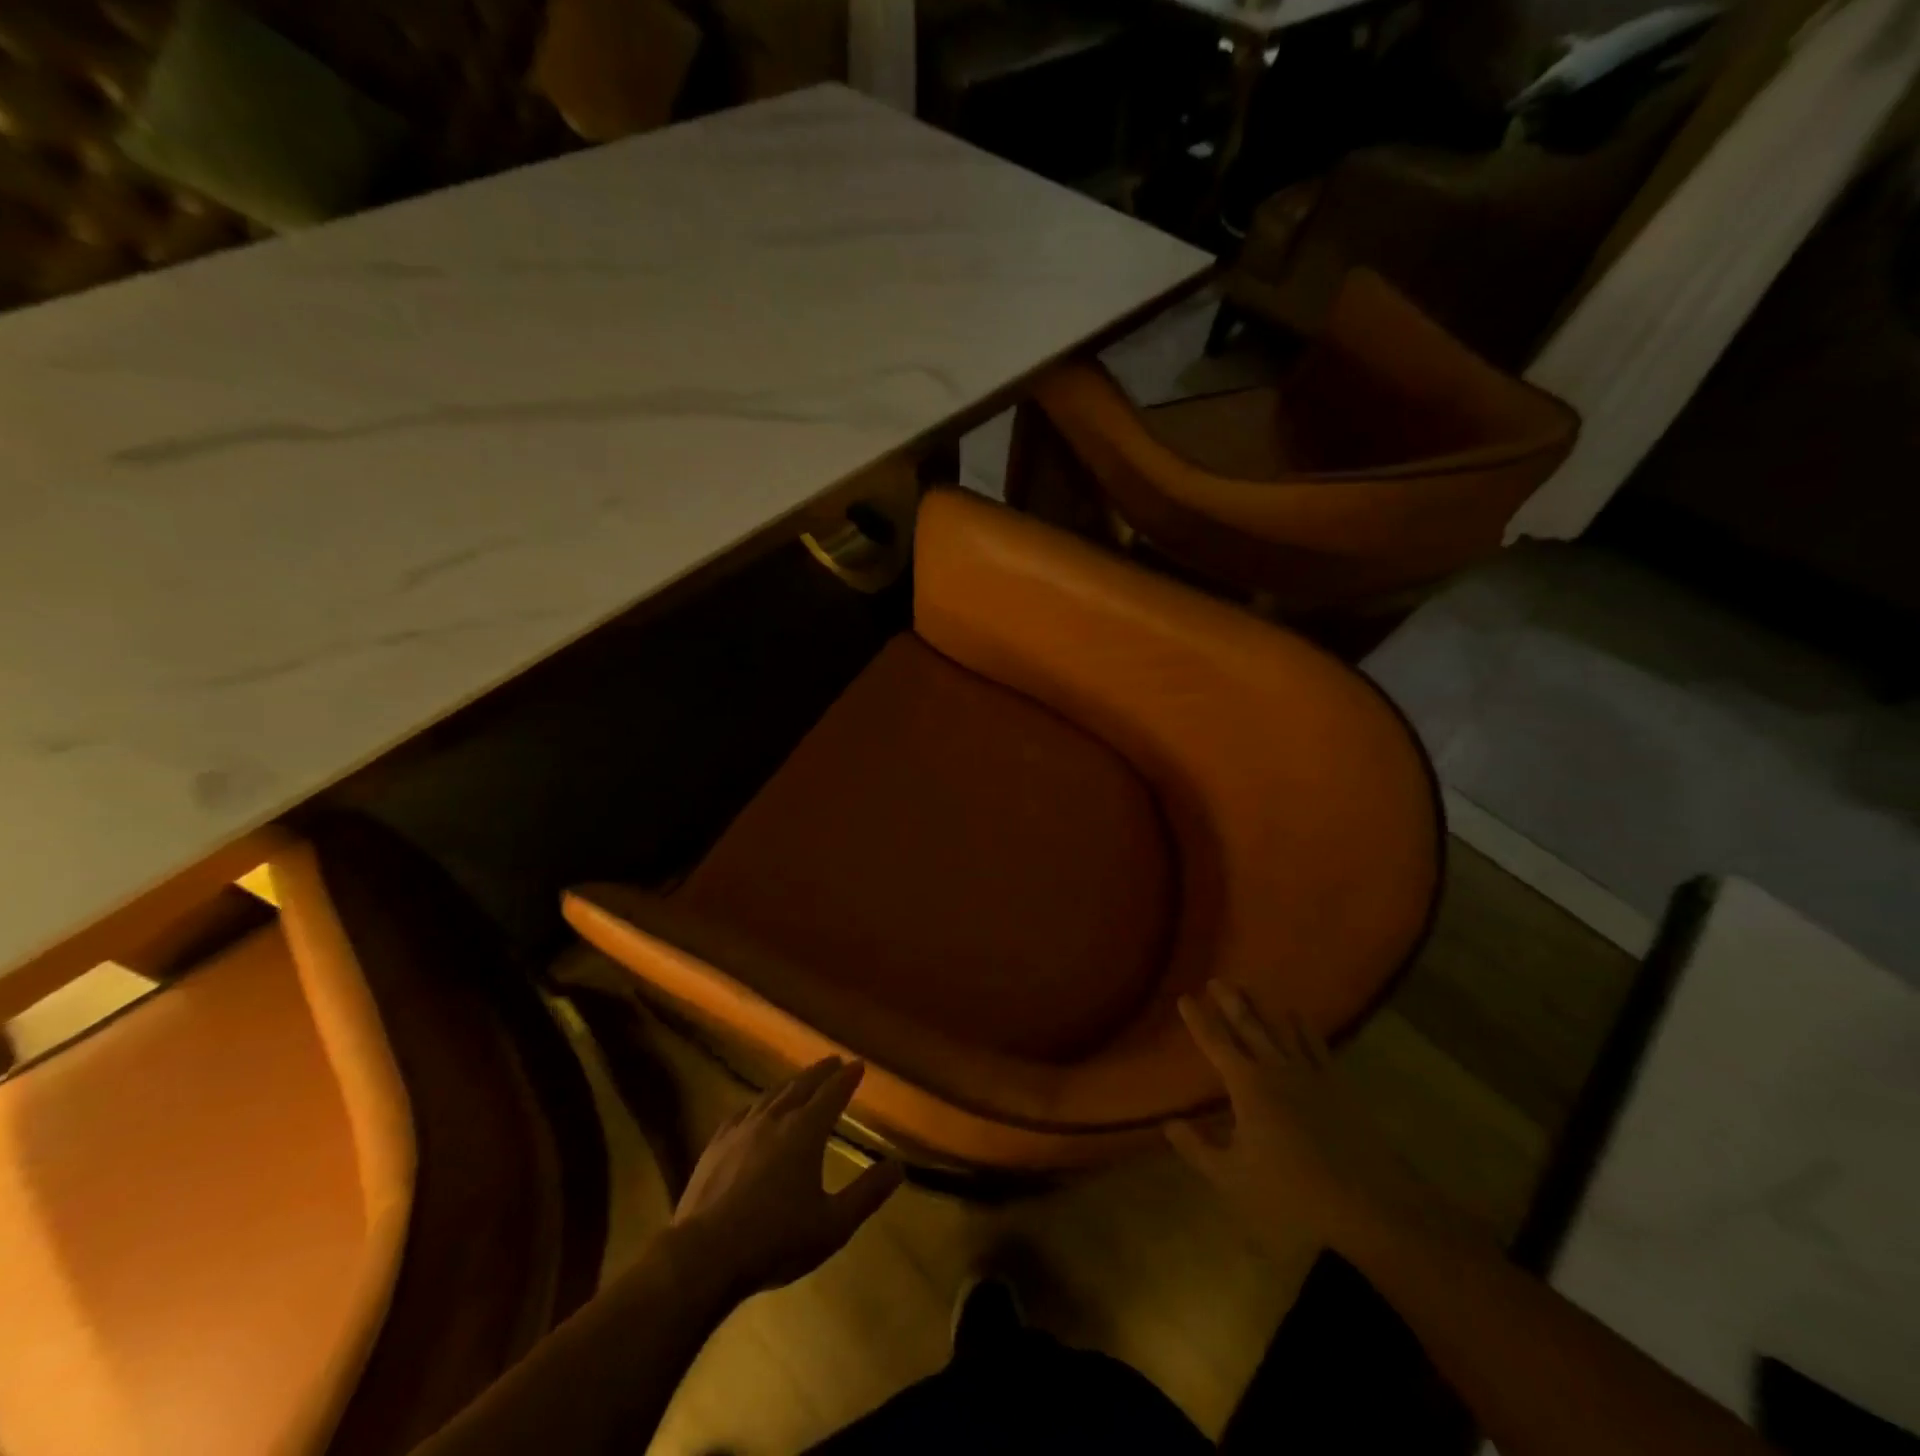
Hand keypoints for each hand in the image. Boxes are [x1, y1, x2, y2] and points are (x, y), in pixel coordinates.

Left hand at [669, 1057, 903, 1301]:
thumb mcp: (833, 1225)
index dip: (847, 1078)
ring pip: (772, 1094)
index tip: (858, 1064)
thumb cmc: (775, 1240)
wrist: (704, 1256)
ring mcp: (742, 1129)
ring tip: (800, 1080)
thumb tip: (897, 1167)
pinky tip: (756, 1109)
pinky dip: (758, 1104)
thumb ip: (867, 1193)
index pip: (832, 1093)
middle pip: (802, 1085)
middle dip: (821, 1072)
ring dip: (791, 1083)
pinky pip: (743, 1112)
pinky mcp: (716, 1144)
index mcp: (805, 1131)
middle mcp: (775, 1119)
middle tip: (834, 1061)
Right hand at [1167, 980, 1413, 1253]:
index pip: (1215, 1043)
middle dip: (1230, 1002)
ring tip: (1250, 987)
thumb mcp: (1232, 1178)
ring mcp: (1310, 1075)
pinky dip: (1305, 1028)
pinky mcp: (1338, 1087)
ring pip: (1280, 1029)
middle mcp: (1276, 1069)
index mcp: (1247, 1086)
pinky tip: (1298, 1017)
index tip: (1184, 998)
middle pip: (1248, 1026)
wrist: (1367, 1207)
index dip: (1198, 1020)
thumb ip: (1197, 1148)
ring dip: (1263, 1007)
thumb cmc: (1291, 1194)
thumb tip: (1169, 1123)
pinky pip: (1317, 1046)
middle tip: (1217, 980)